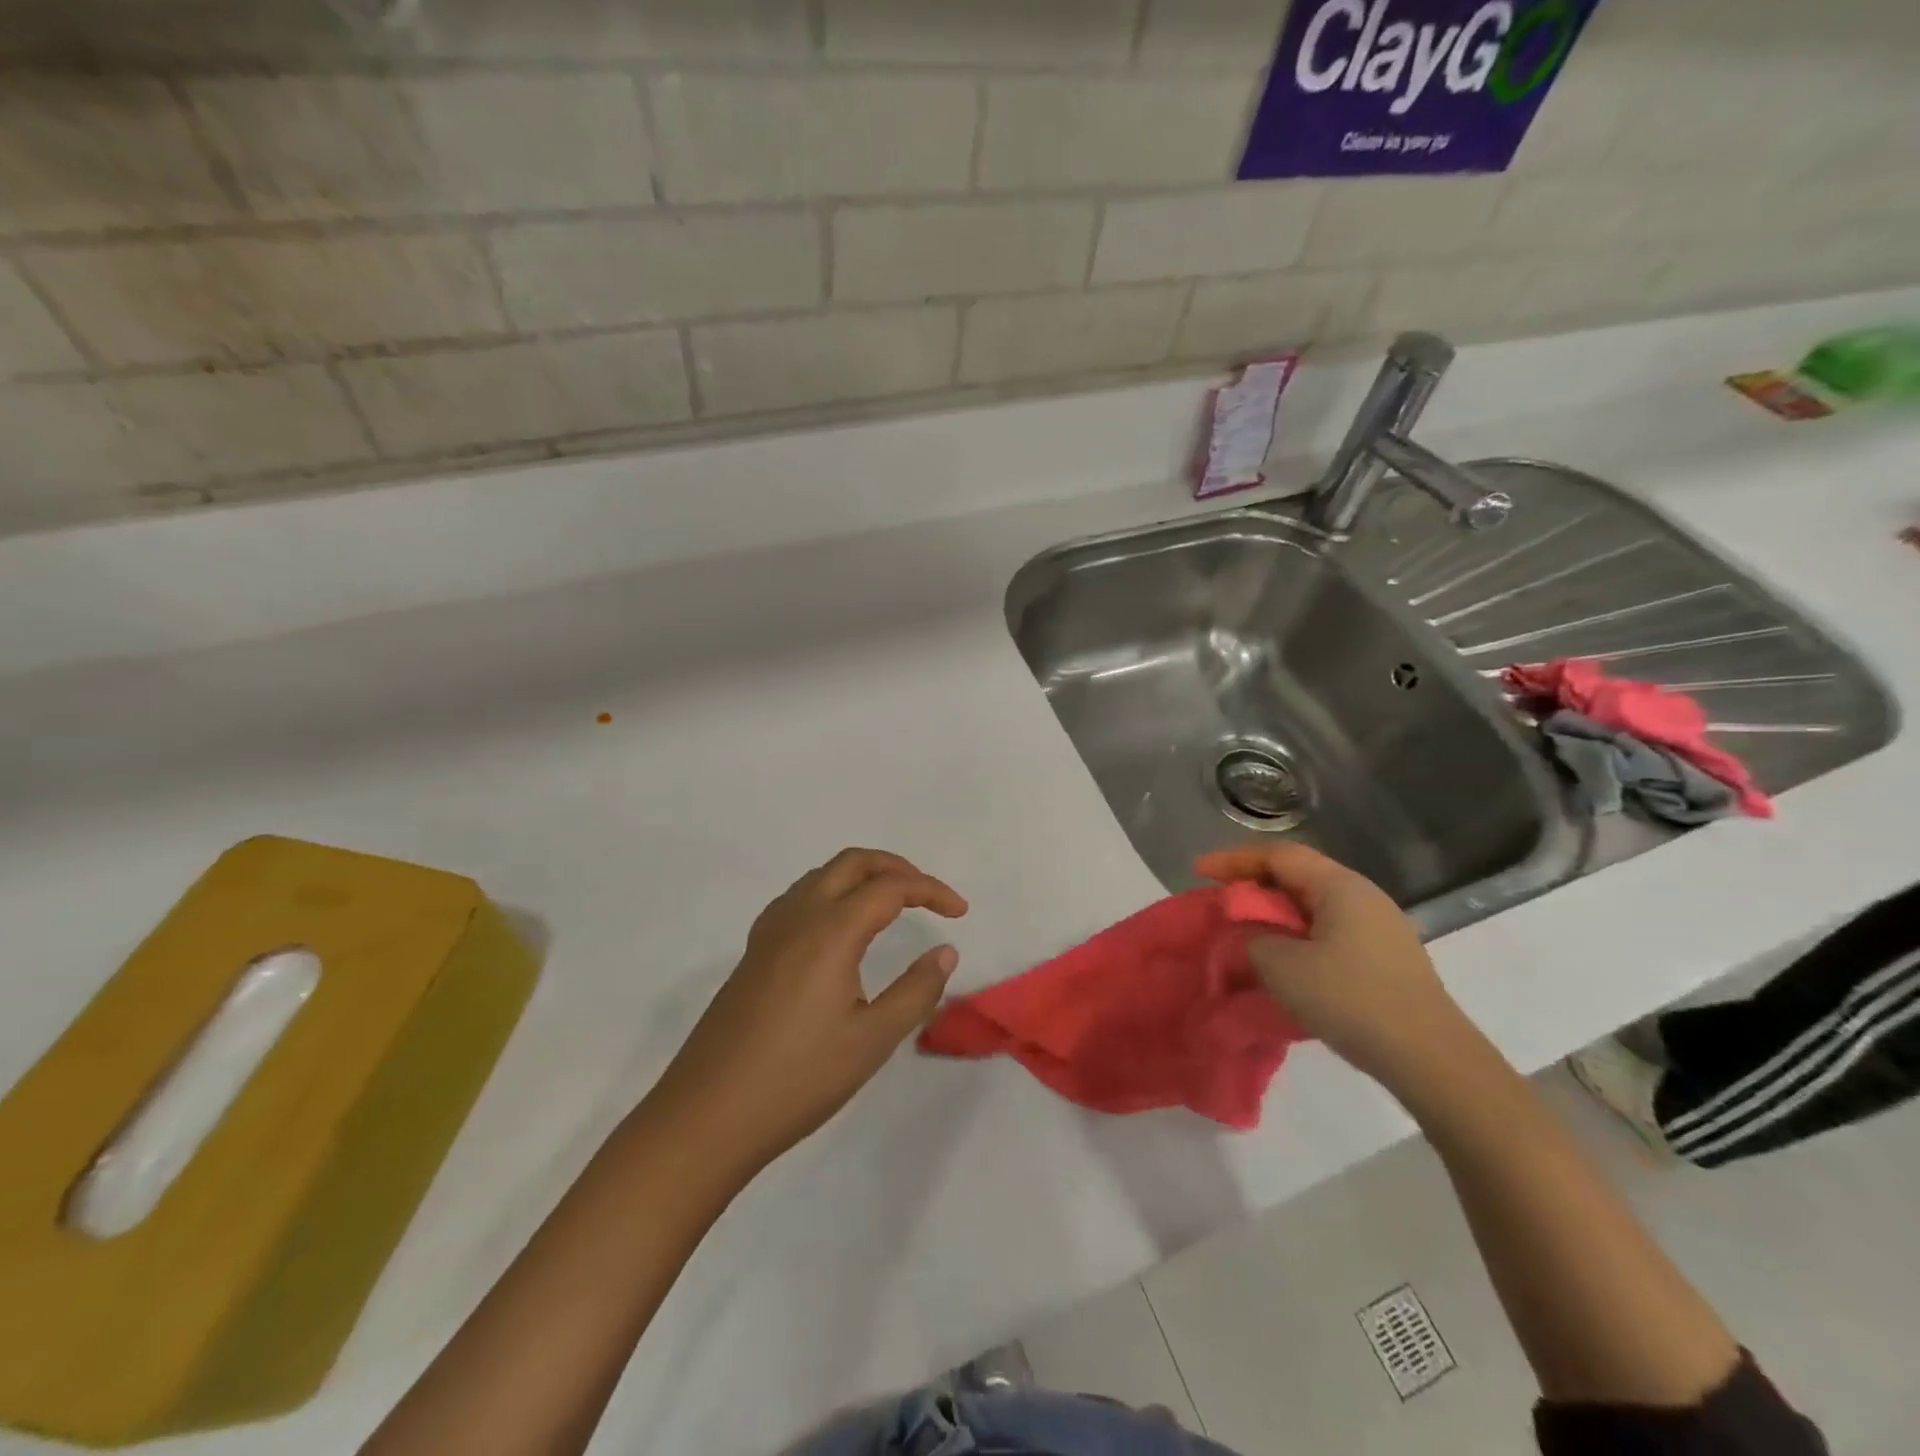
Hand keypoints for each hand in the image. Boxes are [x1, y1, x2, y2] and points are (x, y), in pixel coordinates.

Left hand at [650, 849, 966, 1175]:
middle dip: (897, 868)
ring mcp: (769, 932)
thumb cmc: (798, 1080)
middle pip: (852, 863)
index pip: (890, 887)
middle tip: (929, 896)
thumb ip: (916, 990)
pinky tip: (839, 929)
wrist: (707, 1115)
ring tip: (892, 906)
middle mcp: (798, 917)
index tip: (960, 913)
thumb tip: (945, 951)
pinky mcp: (754, 952)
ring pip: (822, 876)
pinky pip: (799, 898)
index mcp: (830, 931)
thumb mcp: (872, 1041)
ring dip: (862, 876)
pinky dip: (832, 893)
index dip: (931, 891)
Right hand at [1196, 843, 1470, 1090]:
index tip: (1199, 872)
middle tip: (1220, 903)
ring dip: (1274, 916)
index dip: (1234, 860)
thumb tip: (1251, 938)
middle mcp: (1362, 897)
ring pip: (1312, 907)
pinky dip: (1296, 938)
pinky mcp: (1384, 960)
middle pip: (1297, 877)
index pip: (1278, 855)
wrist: (1431, 1059)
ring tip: (1244, 933)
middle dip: (1253, 887)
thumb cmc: (1351, 999)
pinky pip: (1327, 933)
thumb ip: (1252, 940)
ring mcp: (1379, 929)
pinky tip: (1282, 963)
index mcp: (1340, 886)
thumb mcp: (1282, 966)